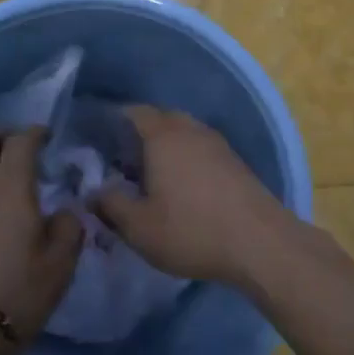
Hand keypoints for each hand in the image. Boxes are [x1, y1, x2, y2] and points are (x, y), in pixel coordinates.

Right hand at [96, 106, 288, 284]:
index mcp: (163, 136)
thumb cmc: (191, 230)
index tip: (99, 138)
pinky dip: (186, 157)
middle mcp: (191, 129)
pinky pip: (201, 148)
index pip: (134, 113)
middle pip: (161, 119)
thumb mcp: (139, 227)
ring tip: (150, 173)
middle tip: (121, 159)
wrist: (259, 242)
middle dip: (140, 133)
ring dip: (166, 146)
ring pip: (184, 133)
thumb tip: (94, 191)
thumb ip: (111, 204)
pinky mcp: (234, 161)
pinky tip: (181, 184)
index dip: (115, 121)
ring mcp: (217, 143)